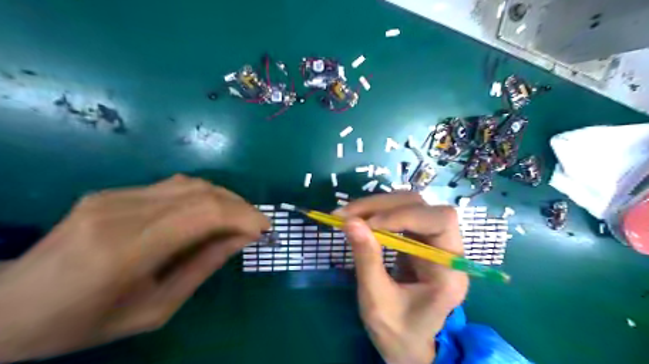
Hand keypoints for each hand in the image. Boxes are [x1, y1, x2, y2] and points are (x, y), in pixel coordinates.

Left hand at [0, 174, 268, 361]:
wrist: (6, 306)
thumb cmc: (83, 322)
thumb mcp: (154, 309)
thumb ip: (202, 267)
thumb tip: (242, 239)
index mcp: (126, 250)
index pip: (203, 214)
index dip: (243, 215)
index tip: (265, 229)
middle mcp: (120, 212)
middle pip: (200, 193)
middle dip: (240, 205)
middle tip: (257, 224)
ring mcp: (113, 195)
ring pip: (189, 184)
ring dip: (224, 198)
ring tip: (240, 217)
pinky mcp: (111, 191)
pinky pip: (171, 187)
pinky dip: (202, 196)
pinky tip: (210, 212)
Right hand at [337, 194, 469, 363]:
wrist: (407, 343)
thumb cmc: (397, 332)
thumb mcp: (377, 300)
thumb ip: (367, 259)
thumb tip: (350, 221)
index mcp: (450, 271)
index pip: (440, 221)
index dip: (403, 216)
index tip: (367, 224)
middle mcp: (448, 249)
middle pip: (422, 206)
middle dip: (382, 206)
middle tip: (346, 215)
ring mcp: (433, 241)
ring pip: (409, 204)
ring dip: (376, 206)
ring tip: (347, 215)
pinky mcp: (418, 239)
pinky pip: (399, 214)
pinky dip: (376, 213)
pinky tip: (359, 219)